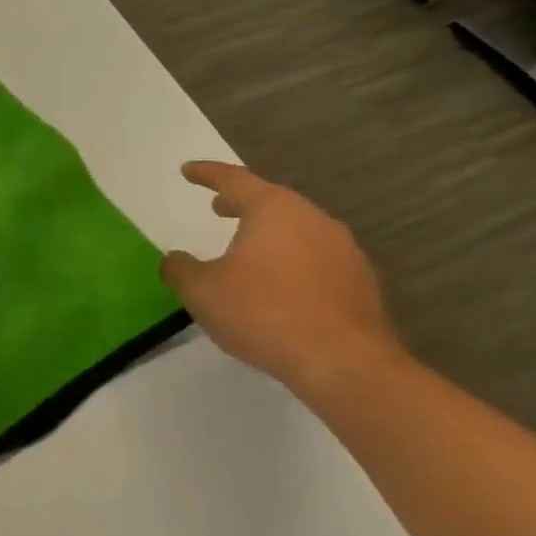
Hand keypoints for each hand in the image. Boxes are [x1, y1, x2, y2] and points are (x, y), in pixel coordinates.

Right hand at [159, 162, 401, 393]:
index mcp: (273, 210)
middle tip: (218, 207)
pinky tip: (278, 284)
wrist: (346, 365)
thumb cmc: (264, 314)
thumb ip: (180, 269)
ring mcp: (344, 250)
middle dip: (241, 202)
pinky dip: (291, 260)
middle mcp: (313, 219)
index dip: (207, 173)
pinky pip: (316, 258)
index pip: (234, 179)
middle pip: (271, 200)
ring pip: (297, 229)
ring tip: (247, 248)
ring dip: (269, 232)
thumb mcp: (201, 291)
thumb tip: (175, 260)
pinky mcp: (361, 282)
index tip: (188, 171)